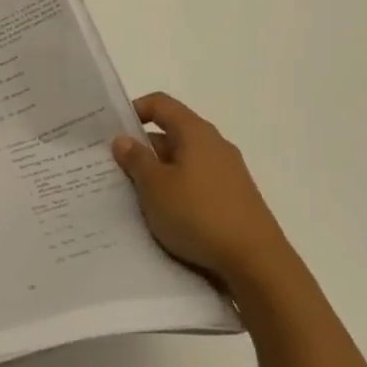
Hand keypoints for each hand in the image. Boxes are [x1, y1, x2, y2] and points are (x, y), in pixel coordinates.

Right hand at [111, 92, 299, 294]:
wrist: (255, 261)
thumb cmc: (198, 214)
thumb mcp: (155, 186)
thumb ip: (136, 159)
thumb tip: (123, 139)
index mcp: (196, 133)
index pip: (161, 104)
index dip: (134, 110)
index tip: (111, 132)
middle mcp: (214, 146)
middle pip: (170, 134)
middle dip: (140, 149)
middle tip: (112, 169)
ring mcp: (226, 173)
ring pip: (181, 163)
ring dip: (156, 174)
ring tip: (130, 195)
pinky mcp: (231, 199)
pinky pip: (194, 184)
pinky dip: (174, 192)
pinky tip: (160, 215)